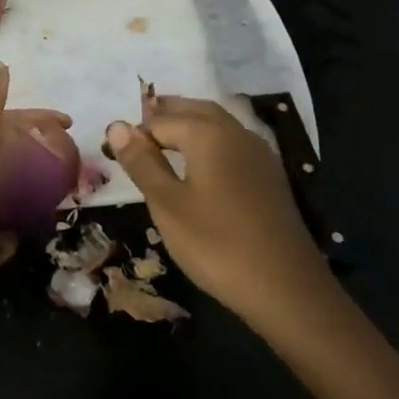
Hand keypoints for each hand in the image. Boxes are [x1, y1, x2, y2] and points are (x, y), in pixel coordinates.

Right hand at [105, 93, 336, 329]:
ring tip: (162, 140)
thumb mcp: (167, 204)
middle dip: (164, 114)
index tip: (112, 152)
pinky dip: (209, 141)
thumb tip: (117, 126)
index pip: (160, 121)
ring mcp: (259, 154)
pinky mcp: (269, 176)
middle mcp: (236, 133)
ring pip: (217, 124)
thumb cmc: (216, 245)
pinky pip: (232, 143)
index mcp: (209, 135)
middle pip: (195, 110)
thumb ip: (142, 162)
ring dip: (188, 124)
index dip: (134, 134)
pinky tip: (200, 164)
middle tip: (136, 127)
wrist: (286, 288)